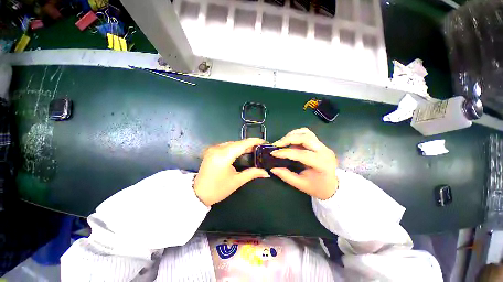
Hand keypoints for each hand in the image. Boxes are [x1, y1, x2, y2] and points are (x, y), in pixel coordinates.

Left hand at [194, 138, 269, 205]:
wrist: (197, 194)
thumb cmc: (218, 189)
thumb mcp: (237, 181)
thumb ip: (252, 173)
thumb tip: (266, 173)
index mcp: (224, 155)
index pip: (242, 144)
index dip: (254, 141)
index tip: (263, 141)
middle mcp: (217, 148)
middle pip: (237, 143)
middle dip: (249, 144)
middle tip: (259, 148)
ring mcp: (213, 148)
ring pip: (231, 143)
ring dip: (241, 146)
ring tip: (252, 150)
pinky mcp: (211, 151)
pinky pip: (226, 146)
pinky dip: (234, 148)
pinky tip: (240, 152)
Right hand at [270, 128, 337, 199]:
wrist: (333, 185)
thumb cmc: (318, 187)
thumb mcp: (301, 185)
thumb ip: (286, 176)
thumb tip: (273, 169)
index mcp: (322, 164)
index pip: (302, 154)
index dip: (286, 152)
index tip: (274, 153)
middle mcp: (324, 151)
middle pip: (305, 138)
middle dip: (288, 139)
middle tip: (277, 144)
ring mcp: (323, 146)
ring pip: (306, 132)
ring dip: (292, 135)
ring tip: (282, 142)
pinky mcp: (320, 143)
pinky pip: (307, 134)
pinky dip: (296, 135)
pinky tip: (290, 141)